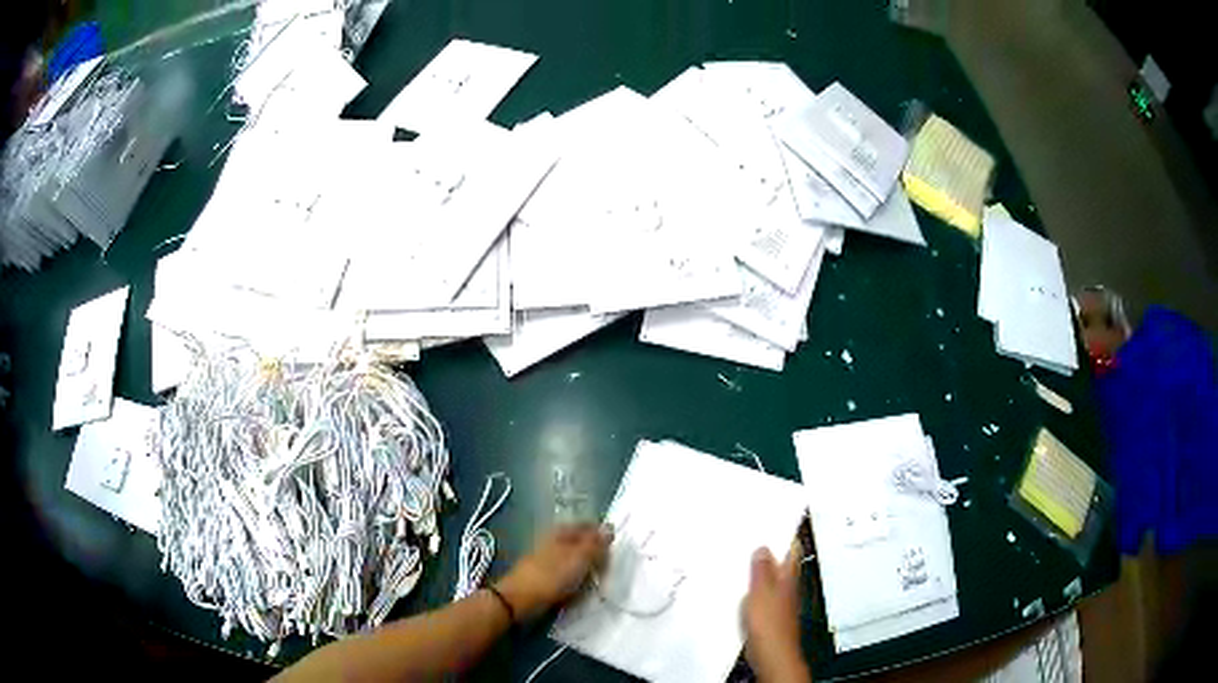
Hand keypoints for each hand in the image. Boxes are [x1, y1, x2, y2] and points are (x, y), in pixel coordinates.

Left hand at [494, 523, 612, 621]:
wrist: (520, 599)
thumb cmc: (552, 576)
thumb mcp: (579, 558)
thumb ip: (596, 543)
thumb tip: (610, 527)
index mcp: (562, 531)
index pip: (588, 527)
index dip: (603, 537)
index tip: (615, 552)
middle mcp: (554, 541)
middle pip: (582, 543)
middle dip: (596, 554)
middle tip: (609, 569)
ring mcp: (548, 558)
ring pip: (575, 559)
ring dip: (587, 569)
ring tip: (598, 581)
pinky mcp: (544, 575)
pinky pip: (567, 573)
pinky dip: (577, 579)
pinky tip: (582, 589)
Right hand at [743, 545, 810, 682]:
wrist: (771, 652)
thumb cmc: (770, 625)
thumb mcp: (761, 591)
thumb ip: (761, 569)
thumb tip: (763, 548)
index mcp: (788, 576)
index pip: (791, 549)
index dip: (783, 535)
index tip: (771, 523)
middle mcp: (787, 586)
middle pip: (779, 563)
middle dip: (767, 551)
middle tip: (750, 538)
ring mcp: (779, 600)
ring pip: (769, 577)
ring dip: (758, 569)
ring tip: (741, 559)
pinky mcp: (768, 613)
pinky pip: (760, 593)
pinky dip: (751, 587)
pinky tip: (738, 589)